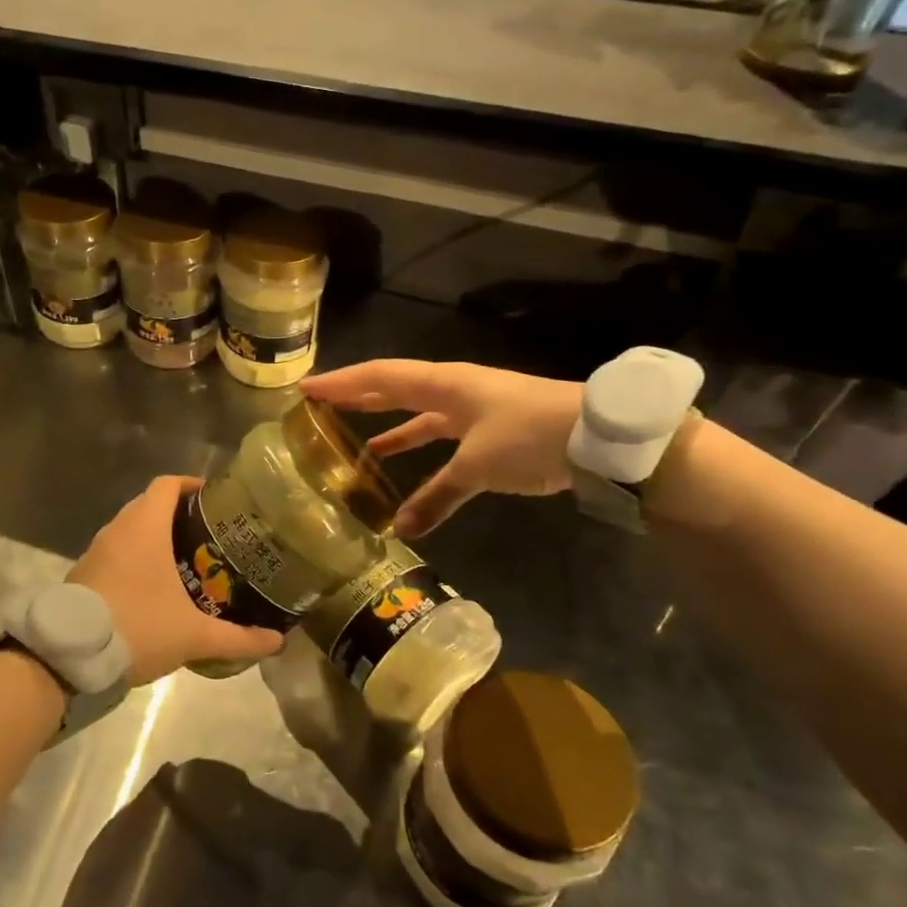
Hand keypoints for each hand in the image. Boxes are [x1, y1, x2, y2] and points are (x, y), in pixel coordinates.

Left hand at [68, 475, 284, 684]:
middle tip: (209, 536)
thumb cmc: (138, 626)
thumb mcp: (194, 636)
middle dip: (179, 515)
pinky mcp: (83, 573)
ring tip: (186, 561)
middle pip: (150, 505)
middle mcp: (118, 529)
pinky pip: (115, 553)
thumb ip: (238, 638)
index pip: (168, 484)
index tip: (214, 500)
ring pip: (130, 530)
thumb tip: (277, 642)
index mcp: (145, 527)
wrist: (71, 655)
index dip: (191, 485)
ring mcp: (96, 551)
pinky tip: (153, 588)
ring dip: (155, 538)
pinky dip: (135, 559)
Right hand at [303, 360, 583, 536]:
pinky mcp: (492, 433)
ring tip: (356, 445)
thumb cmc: (529, 435)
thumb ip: (437, 496)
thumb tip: (400, 529)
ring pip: (420, 416)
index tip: (306, 388)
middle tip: (321, 406)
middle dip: (358, 398)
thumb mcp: (477, 466)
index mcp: (445, 384)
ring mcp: (475, 410)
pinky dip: (423, 458)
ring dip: (389, 428)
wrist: (600, 437)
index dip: (342, 383)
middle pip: (396, 389)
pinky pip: (444, 441)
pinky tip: (408, 480)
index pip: (381, 377)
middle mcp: (454, 390)